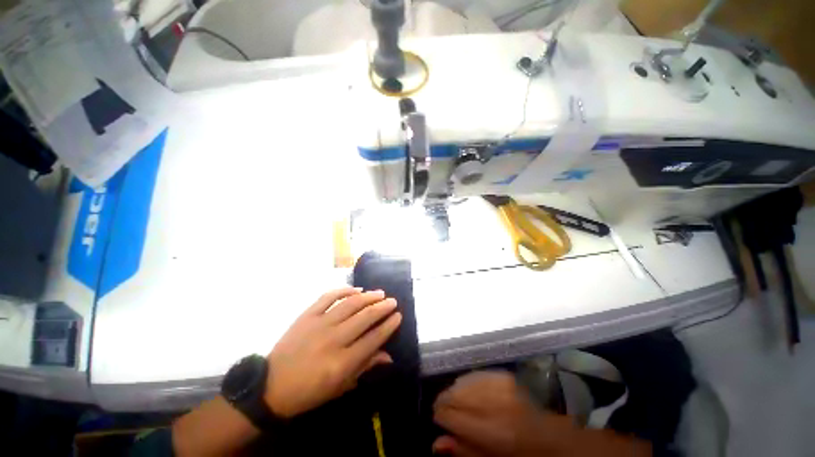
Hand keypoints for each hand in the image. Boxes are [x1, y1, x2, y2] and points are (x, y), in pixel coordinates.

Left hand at [264, 287, 401, 417]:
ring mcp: (319, 324)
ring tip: (380, 293)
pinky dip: (344, 290)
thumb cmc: (309, 392)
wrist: (271, 386)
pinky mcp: (307, 315)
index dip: (389, 325)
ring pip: (350, 304)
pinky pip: (328, 297)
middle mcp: (333, 340)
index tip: (398, 316)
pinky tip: (356, 289)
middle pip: (365, 317)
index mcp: (342, 363)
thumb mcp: (340, 388)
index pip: (373, 339)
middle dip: (382, 307)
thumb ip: (365, 367)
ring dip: (368, 296)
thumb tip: (389, 356)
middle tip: (392, 301)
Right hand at [433, 371, 650, 456]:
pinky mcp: (520, 374)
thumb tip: (438, 444)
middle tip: (444, 412)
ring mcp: (511, 383)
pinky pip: (485, 374)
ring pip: (469, 380)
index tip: (437, 422)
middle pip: (457, 393)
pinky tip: (473, 385)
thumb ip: (474, 455)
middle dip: (446, 402)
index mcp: (501, 431)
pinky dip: (474, 380)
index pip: (452, 413)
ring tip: (455, 399)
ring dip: (458, 390)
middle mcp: (501, 400)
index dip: (440, 417)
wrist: (601, 435)